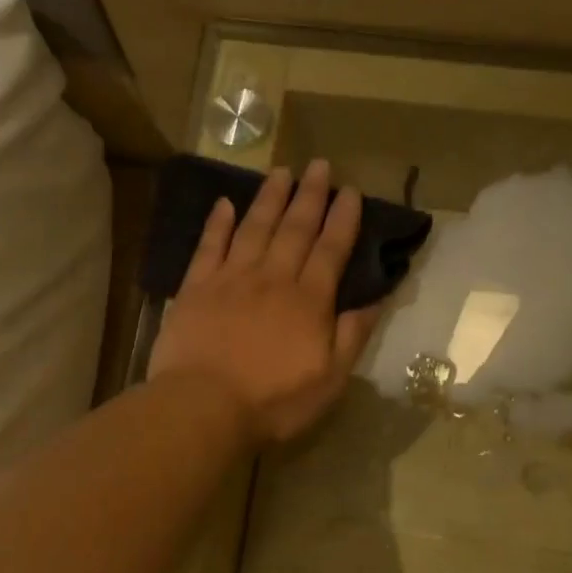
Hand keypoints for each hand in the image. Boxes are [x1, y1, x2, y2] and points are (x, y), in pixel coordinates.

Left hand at [149, 160, 381, 446]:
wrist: (203, 406)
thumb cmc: (273, 401)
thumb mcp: (330, 380)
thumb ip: (352, 336)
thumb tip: (375, 299)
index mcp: (308, 300)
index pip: (331, 250)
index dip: (343, 219)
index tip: (351, 191)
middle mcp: (273, 278)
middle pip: (295, 229)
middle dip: (310, 195)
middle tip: (319, 165)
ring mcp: (231, 279)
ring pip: (254, 228)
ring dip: (269, 198)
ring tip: (280, 172)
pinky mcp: (196, 288)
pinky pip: (209, 246)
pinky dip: (217, 223)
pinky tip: (224, 203)